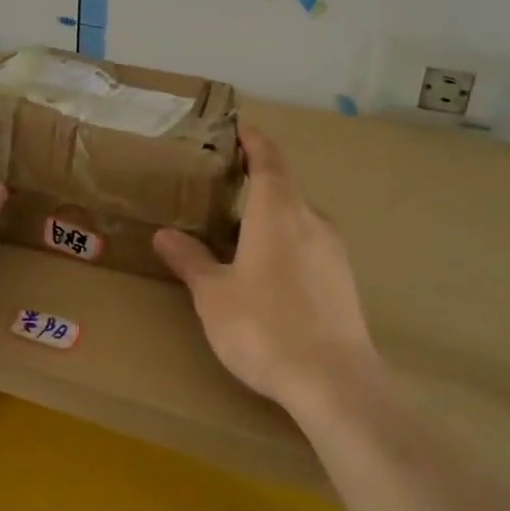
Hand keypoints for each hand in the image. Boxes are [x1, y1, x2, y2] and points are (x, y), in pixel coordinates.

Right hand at [154, 127, 380, 414]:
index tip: (240, 128)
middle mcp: (311, 220)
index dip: (254, 141)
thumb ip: (191, 260)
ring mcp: (334, 251)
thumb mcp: (214, 294)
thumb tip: (164, 234)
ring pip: (299, 218)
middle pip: (284, 188)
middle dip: (257, 182)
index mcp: (278, 211)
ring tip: (242, 233)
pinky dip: (288, 243)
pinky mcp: (344, 280)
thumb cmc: (264, 327)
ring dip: (272, 215)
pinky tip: (271, 273)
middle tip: (226, 185)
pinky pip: (311, 245)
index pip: (268, 160)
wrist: (334, 382)